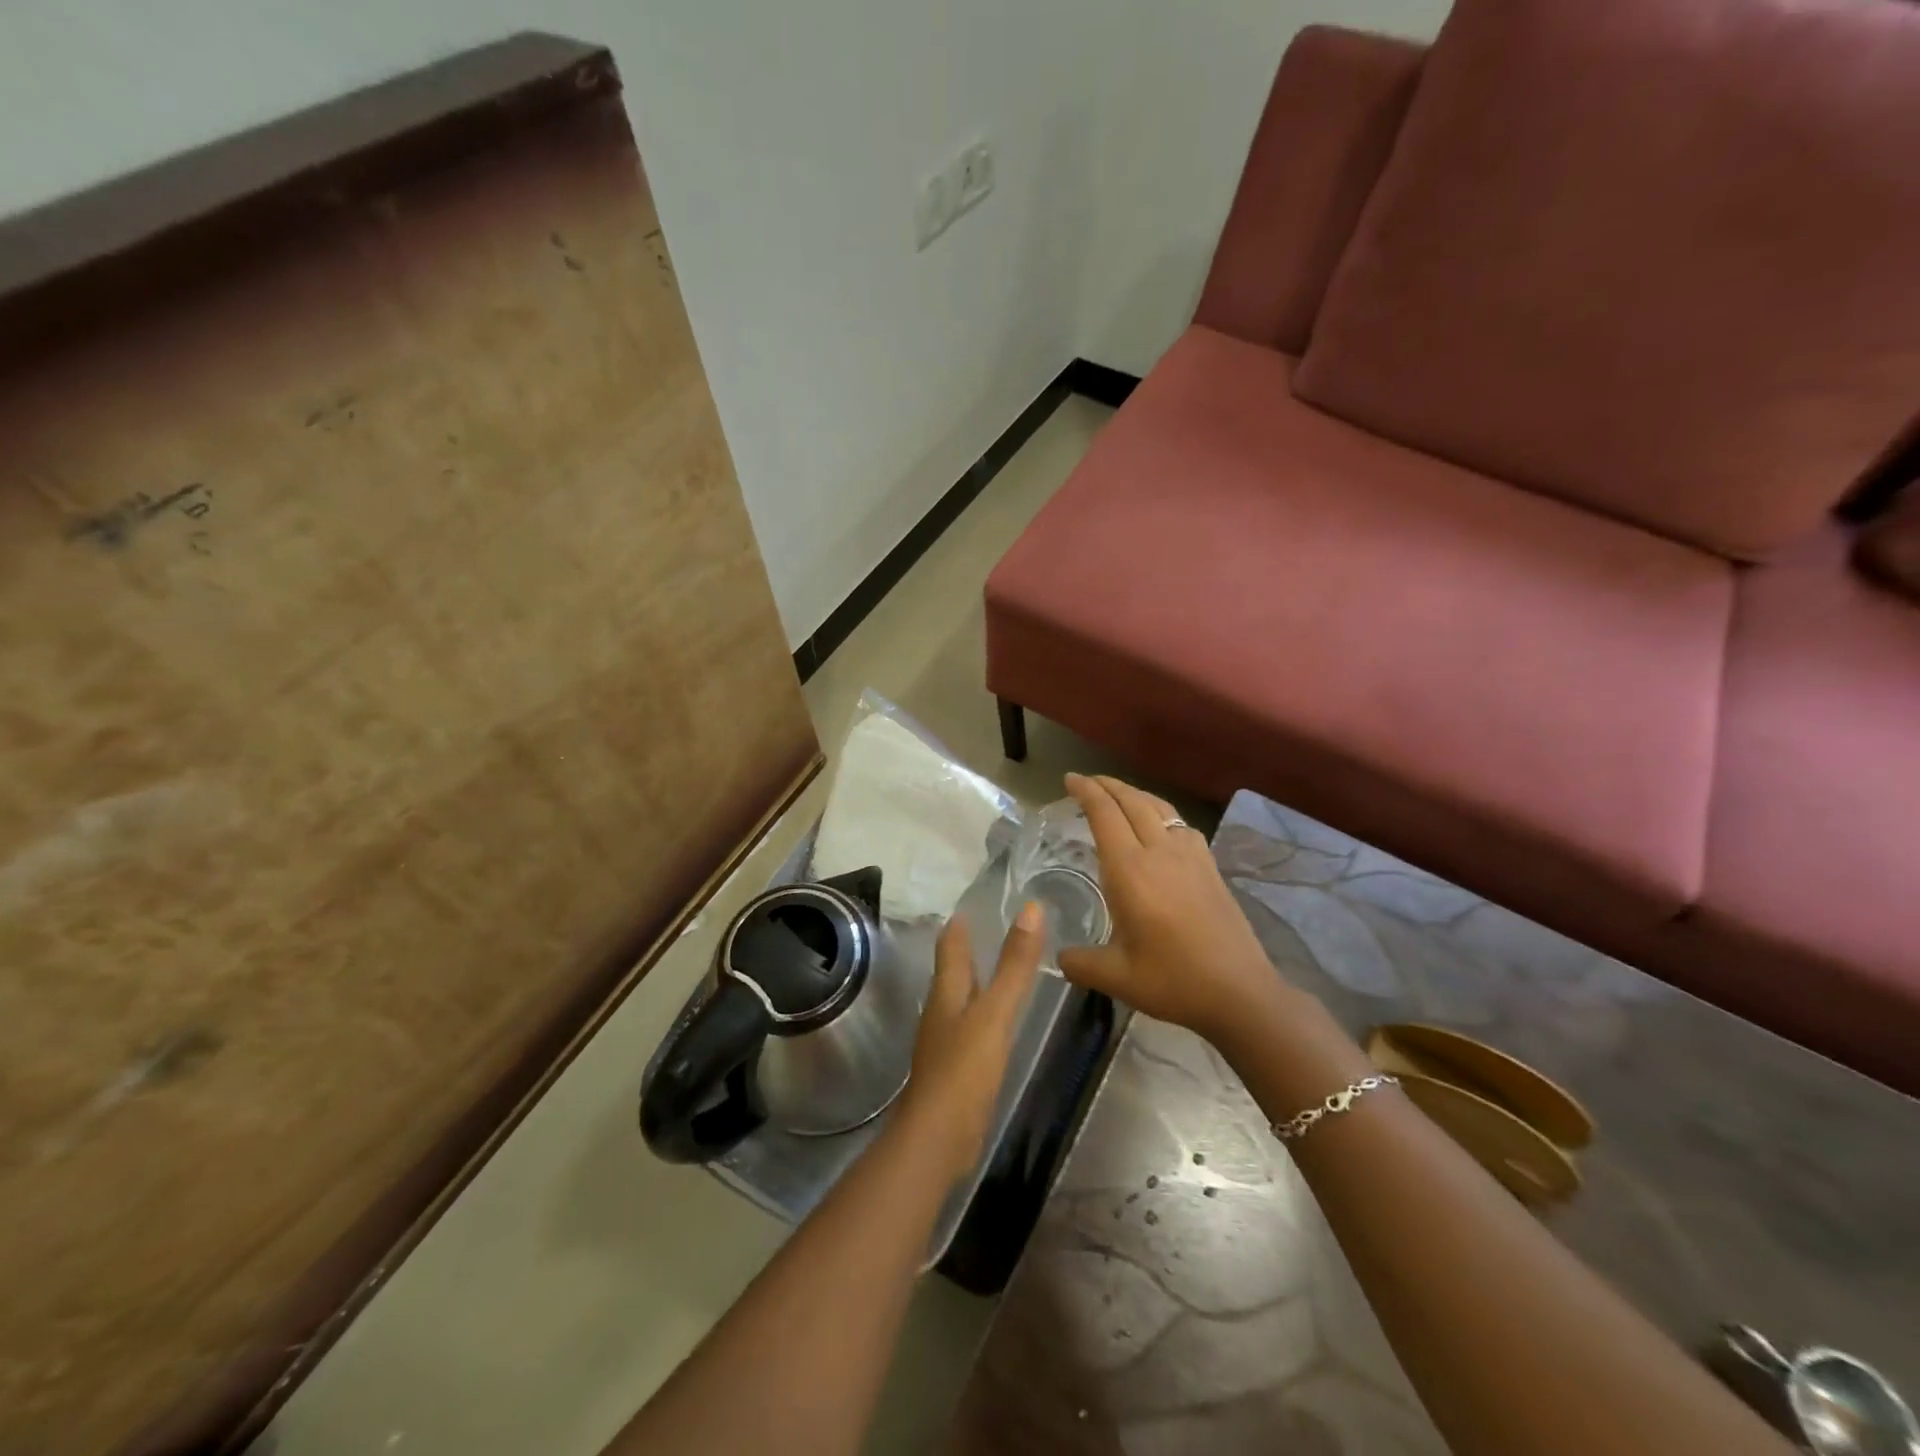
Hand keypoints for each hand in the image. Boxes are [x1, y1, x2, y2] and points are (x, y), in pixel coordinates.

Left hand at [895, 902, 1043, 1182]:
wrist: (937, 1139)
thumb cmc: (964, 1069)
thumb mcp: (995, 1012)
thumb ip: (1015, 965)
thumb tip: (1030, 908)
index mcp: (946, 992)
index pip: (950, 947)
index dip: (958, 925)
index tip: (969, 905)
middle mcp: (941, 1011)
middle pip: (951, 973)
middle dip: (965, 951)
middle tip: (986, 930)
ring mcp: (945, 1043)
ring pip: (959, 1001)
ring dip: (973, 983)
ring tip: (994, 970)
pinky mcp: (954, 1071)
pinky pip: (968, 1030)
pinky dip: (980, 1016)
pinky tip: (994, 1024)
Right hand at [1058, 774, 1284, 1043]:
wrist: (1240, 992)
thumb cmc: (1173, 981)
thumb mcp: (1115, 977)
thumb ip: (1079, 963)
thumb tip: (1059, 957)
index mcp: (1130, 871)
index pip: (1104, 814)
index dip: (1086, 791)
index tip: (1069, 780)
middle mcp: (1160, 852)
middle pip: (1132, 801)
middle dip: (1106, 785)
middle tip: (1086, 782)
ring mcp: (1191, 857)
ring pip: (1160, 807)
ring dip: (1134, 794)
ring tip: (1119, 795)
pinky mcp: (1211, 867)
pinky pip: (1181, 825)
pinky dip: (1161, 814)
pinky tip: (1161, 828)